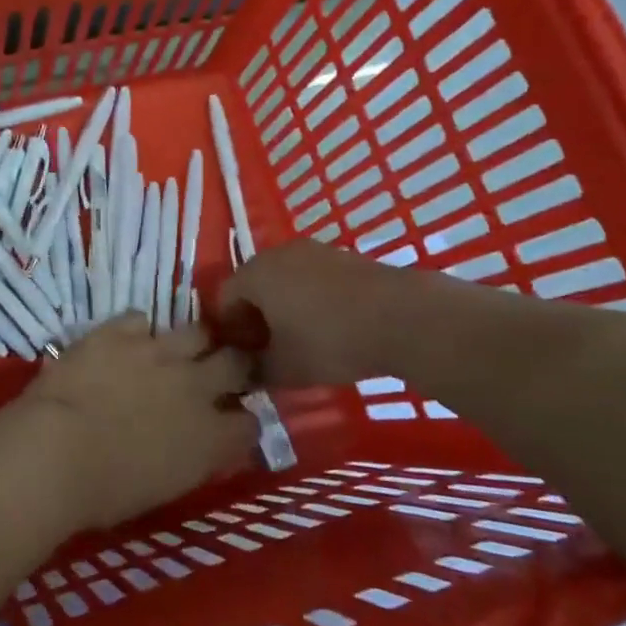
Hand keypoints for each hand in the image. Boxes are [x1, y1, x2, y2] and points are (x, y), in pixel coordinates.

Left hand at [0, 315, 255, 530]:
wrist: (56, 452)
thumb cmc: (105, 492)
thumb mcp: (165, 488)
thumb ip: (192, 458)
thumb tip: (199, 445)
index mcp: (211, 437)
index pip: (250, 423)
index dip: (242, 421)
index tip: (231, 422)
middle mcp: (196, 386)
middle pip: (237, 362)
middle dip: (234, 365)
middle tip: (219, 372)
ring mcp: (159, 351)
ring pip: (197, 330)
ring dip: (192, 342)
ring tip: (176, 351)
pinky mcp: (120, 330)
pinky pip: (141, 319)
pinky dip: (137, 332)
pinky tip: (126, 343)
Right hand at [218, 239, 406, 387]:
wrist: (402, 316)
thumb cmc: (330, 340)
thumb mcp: (285, 368)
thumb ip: (256, 372)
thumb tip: (244, 375)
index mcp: (255, 274)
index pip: (224, 298)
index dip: (228, 330)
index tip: (241, 357)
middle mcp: (278, 253)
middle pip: (253, 285)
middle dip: (254, 317)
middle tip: (267, 349)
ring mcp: (313, 251)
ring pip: (284, 280)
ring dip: (283, 307)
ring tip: (299, 339)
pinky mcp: (343, 256)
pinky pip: (311, 277)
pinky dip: (309, 298)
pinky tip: (328, 326)